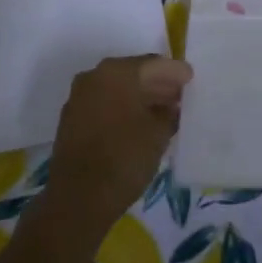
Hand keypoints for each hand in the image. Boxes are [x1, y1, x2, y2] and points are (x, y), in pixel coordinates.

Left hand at [35, 56, 191, 247]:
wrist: (78, 198)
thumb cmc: (124, 158)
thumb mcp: (158, 134)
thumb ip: (169, 113)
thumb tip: (170, 107)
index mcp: (116, 72)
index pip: (153, 64)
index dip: (174, 72)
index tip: (190, 78)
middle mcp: (94, 76)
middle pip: (133, 74)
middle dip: (157, 84)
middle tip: (180, 95)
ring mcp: (79, 97)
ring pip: (117, 90)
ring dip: (140, 97)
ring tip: (164, 111)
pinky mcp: (72, 119)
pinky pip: (104, 104)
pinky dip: (123, 109)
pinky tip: (140, 124)